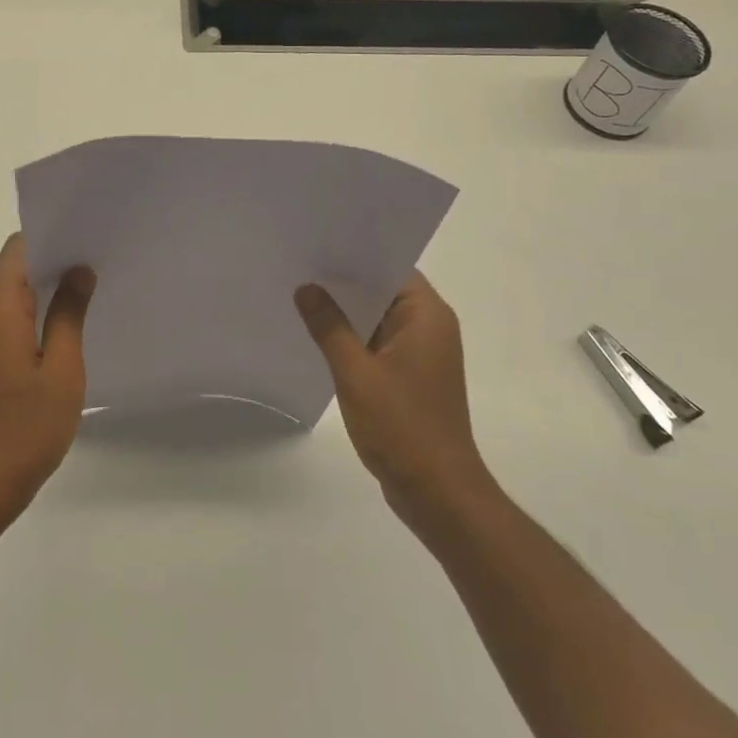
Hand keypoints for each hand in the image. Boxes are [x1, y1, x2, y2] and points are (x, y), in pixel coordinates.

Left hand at [0, 234, 95, 524]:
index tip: (87, 237)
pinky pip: (10, 321)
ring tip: (92, 290)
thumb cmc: (26, 425)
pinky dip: (37, 315)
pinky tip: (69, 328)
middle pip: (15, 269)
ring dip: (48, 291)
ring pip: (14, 296)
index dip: (51, 236)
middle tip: (100, 262)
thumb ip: (69, 313)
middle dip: (55, 262)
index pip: (18, 249)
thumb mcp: (62, 367)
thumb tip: (78, 270)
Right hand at [294, 273, 493, 524]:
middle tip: (300, 267)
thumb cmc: (402, 426)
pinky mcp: (412, 379)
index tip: (319, 245)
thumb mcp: (356, 372)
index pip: (392, 268)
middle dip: (345, 283)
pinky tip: (319, 339)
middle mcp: (431, 328)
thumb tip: (307, 288)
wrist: (437, 492)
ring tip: (302, 296)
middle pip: (384, 292)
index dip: (357, 255)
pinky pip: (379, 346)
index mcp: (428, 316)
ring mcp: (422, 356)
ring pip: (380, 320)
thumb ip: (329, 327)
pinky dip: (354, 340)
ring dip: (348, 314)